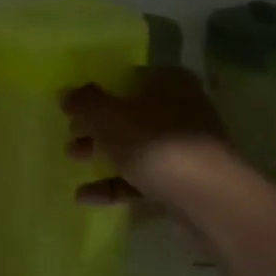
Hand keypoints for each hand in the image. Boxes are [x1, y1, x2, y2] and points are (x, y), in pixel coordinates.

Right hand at [62, 66, 231, 206]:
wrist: (208, 197)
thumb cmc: (155, 143)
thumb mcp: (109, 117)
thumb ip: (85, 102)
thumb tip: (66, 93)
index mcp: (168, 82)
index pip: (126, 78)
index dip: (96, 91)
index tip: (72, 107)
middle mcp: (180, 108)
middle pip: (129, 113)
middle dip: (96, 125)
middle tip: (70, 134)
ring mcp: (184, 146)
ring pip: (135, 145)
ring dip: (103, 153)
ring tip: (73, 160)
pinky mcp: (184, 179)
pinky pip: (142, 177)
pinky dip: (115, 183)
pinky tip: (85, 196)